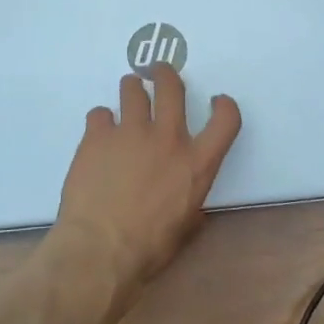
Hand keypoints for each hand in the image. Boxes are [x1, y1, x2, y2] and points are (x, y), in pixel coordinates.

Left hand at [53, 65, 242, 290]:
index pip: (226, 119)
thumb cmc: (147, 249)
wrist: (99, 250)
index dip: (224, 105)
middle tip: (158, 73)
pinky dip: (101, 121)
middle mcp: (167, 138)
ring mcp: (130, 132)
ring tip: (128, 94)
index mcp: (197, 163)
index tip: (216, 101)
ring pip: (132, 89)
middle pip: (171, 87)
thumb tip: (191, 209)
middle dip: (165, 75)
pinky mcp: (97, 135)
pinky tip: (98, 134)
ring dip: (132, 89)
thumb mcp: (184, 230)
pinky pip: (99, 113)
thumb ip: (191, 207)